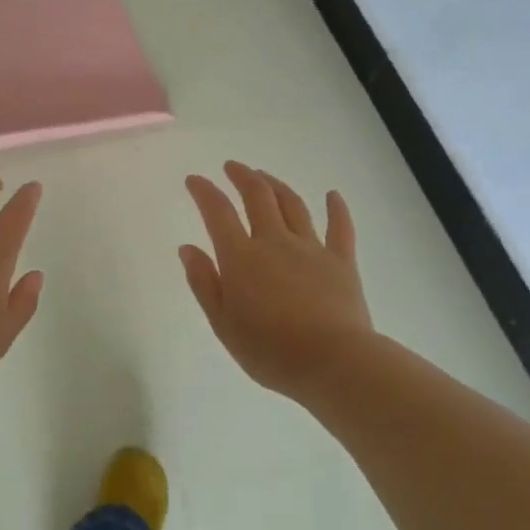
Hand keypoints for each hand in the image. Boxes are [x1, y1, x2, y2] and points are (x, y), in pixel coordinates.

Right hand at [180, 162, 373, 403]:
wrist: (333, 362)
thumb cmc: (270, 350)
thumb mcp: (223, 323)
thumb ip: (204, 283)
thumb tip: (188, 248)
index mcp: (241, 257)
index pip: (217, 212)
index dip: (204, 191)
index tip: (194, 180)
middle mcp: (275, 242)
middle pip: (258, 197)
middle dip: (242, 177)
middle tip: (232, 167)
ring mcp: (311, 248)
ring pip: (292, 205)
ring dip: (276, 185)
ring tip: (265, 176)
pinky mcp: (341, 261)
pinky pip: (339, 228)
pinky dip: (336, 208)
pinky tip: (332, 195)